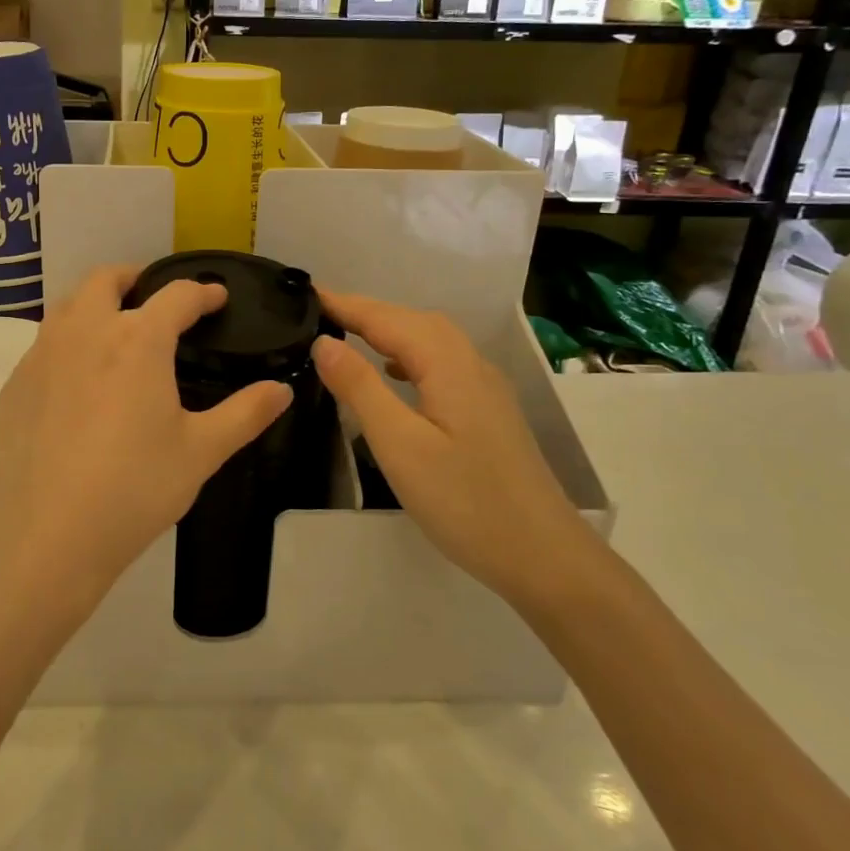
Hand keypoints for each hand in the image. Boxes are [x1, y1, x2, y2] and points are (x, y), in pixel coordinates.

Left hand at [0, 265, 292, 609]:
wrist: (43, 536)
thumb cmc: (133, 489)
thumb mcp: (200, 452)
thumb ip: (245, 414)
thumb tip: (282, 389)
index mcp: (137, 340)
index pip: (177, 295)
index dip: (202, 292)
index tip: (216, 297)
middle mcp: (85, 332)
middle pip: (107, 280)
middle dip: (136, 279)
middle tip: (156, 298)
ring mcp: (42, 355)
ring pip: (68, 305)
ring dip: (96, 303)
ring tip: (116, 330)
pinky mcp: (15, 383)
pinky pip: (44, 343)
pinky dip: (68, 341)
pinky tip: (78, 379)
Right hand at [311, 290, 598, 604]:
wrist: (544, 557)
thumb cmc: (466, 502)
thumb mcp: (400, 446)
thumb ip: (360, 388)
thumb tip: (324, 341)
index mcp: (448, 365)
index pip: (387, 319)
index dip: (345, 304)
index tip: (305, 293)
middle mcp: (470, 364)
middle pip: (412, 321)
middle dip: (366, 311)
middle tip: (318, 313)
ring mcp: (485, 388)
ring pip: (430, 341)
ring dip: (388, 330)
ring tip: (347, 335)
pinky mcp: (488, 411)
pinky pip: (441, 363)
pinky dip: (409, 354)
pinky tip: (393, 373)